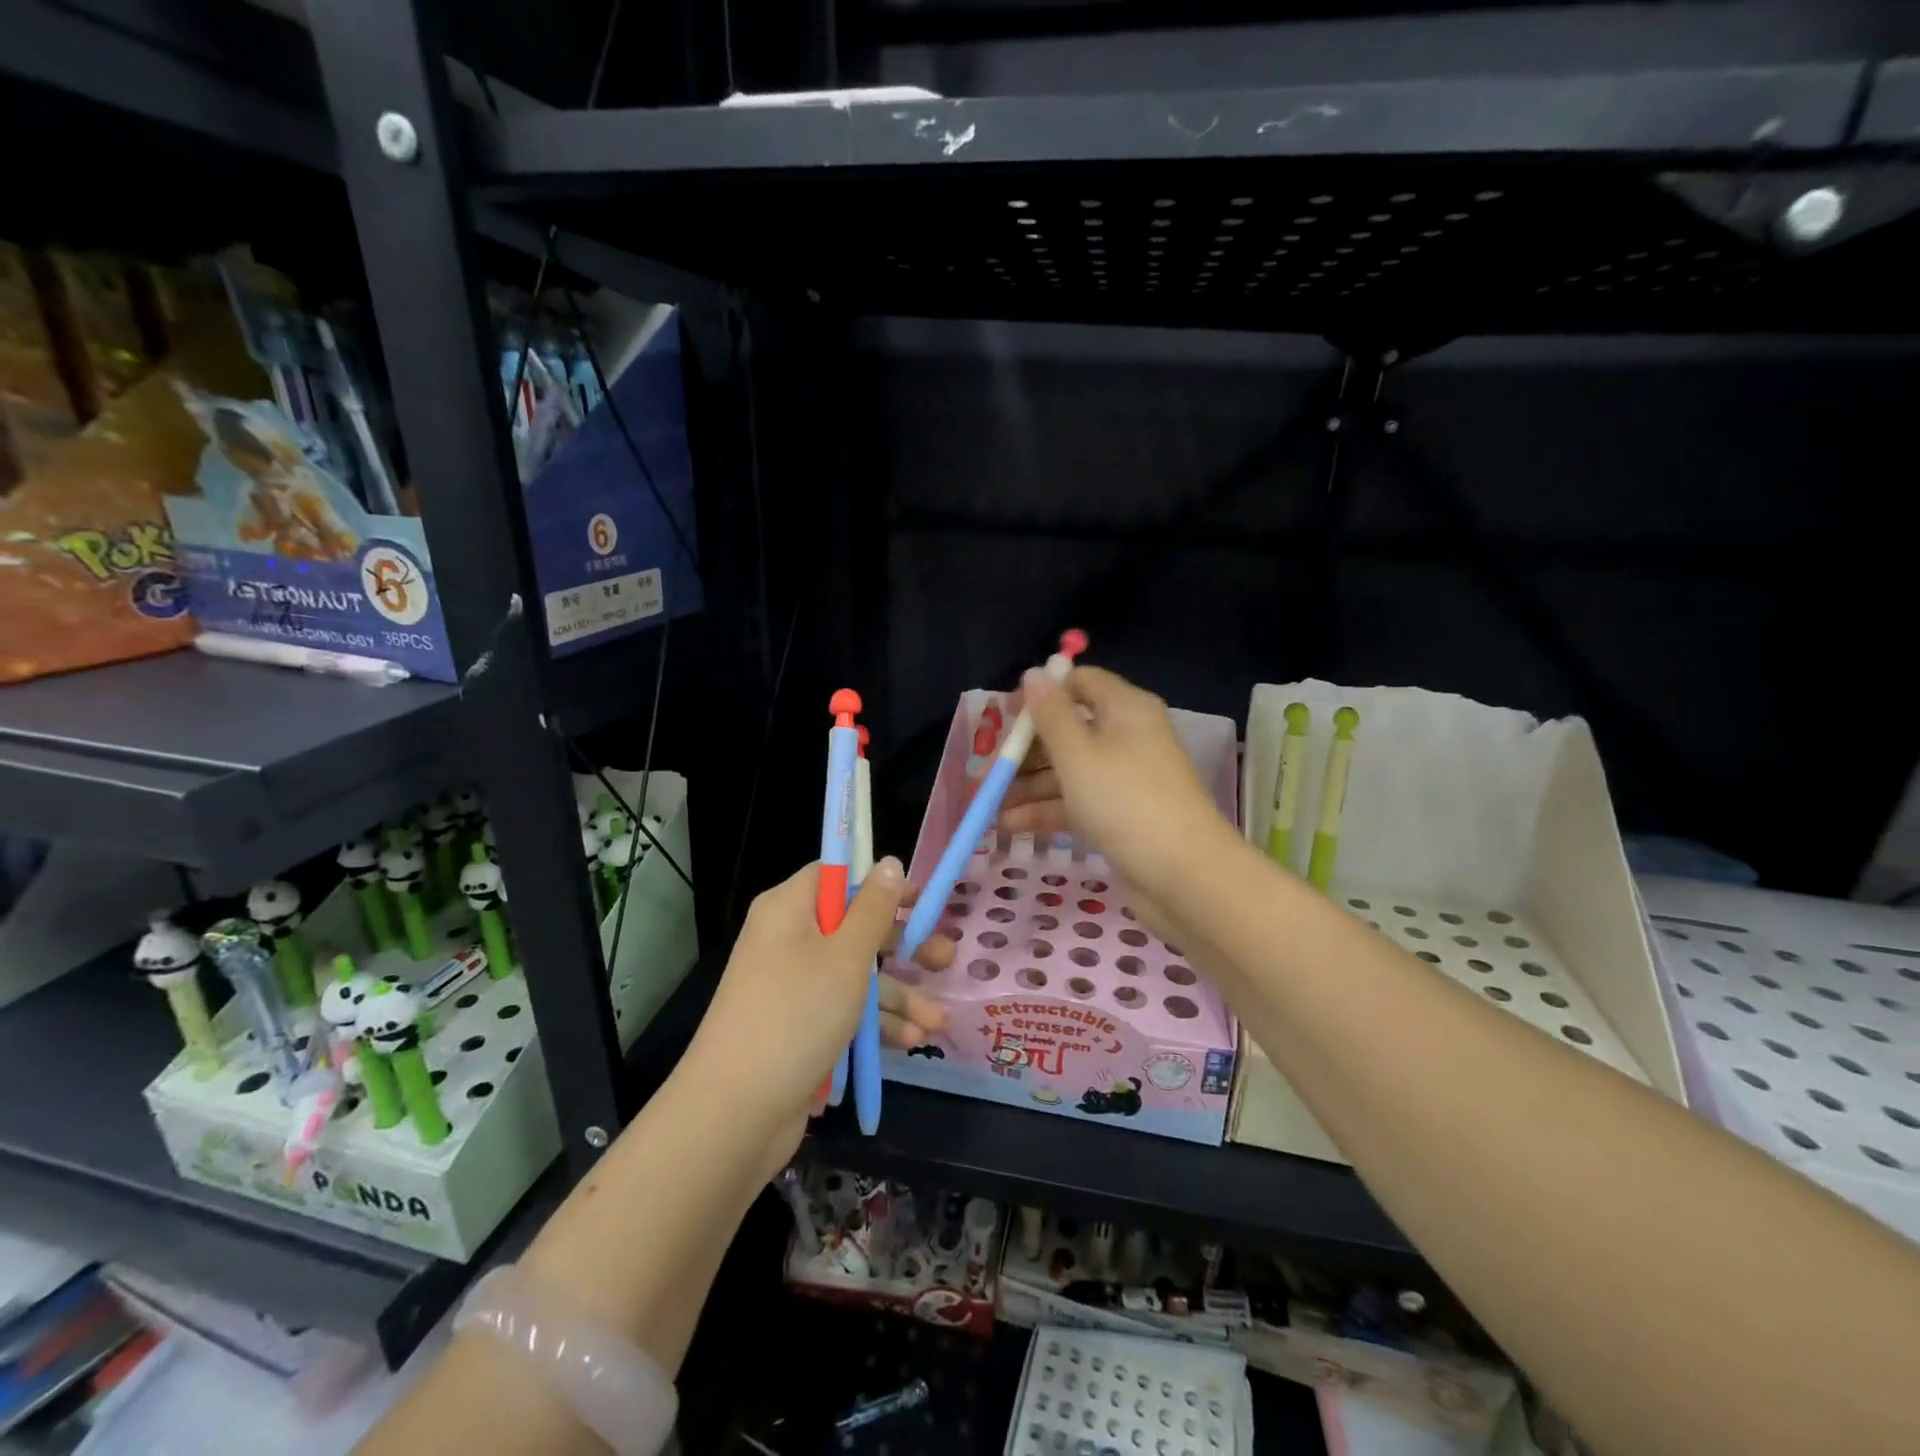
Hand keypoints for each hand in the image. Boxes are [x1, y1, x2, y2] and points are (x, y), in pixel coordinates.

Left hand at [686, 859, 950, 1155]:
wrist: (735, 1114)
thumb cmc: (796, 1015)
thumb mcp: (845, 956)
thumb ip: (874, 909)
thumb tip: (888, 861)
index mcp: (790, 910)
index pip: (837, 876)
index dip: (880, 883)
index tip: (920, 898)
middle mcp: (789, 941)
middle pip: (854, 927)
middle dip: (903, 947)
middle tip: (945, 959)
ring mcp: (793, 987)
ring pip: (855, 976)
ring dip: (898, 996)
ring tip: (938, 1022)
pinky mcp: (799, 1028)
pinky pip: (844, 1012)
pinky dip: (876, 1024)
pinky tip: (912, 1041)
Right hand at [997, 665, 1231, 900]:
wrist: (1183, 874)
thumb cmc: (1125, 801)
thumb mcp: (1078, 754)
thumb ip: (1050, 714)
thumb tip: (1034, 674)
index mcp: (1124, 708)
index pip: (1079, 683)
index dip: (1040, 695)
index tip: (1004, 718)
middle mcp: (1126, 736)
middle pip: (1067, 729)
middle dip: (1024, 750)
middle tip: (987, 772)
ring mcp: (1124, 777)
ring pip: (1067, 769)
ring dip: (1028, 784)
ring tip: (989, 805)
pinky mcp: (1120, 813)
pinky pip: (1076, 800)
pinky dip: (1046, 809)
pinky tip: (1010, 825)